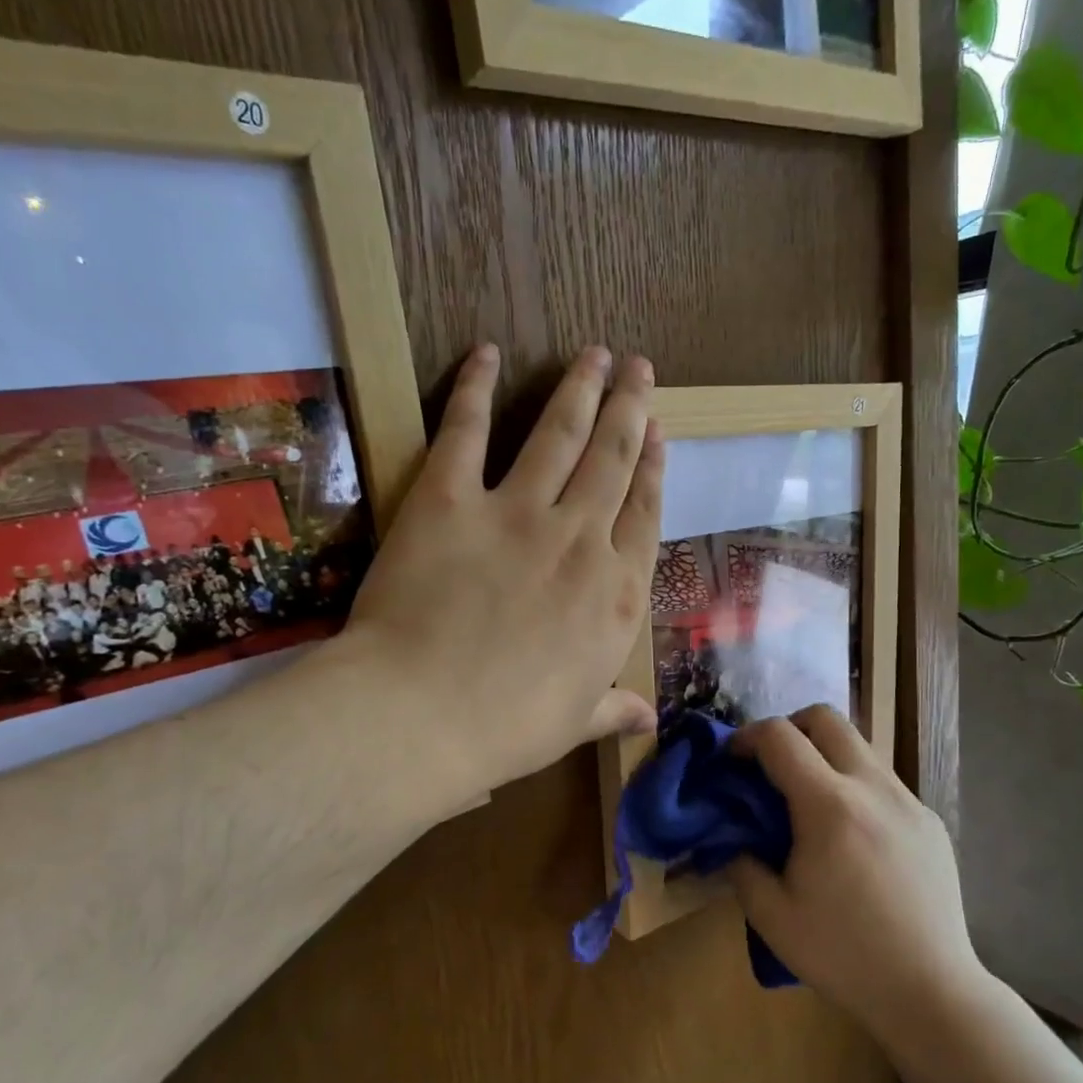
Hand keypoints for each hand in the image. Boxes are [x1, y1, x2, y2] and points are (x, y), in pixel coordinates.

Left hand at [339, 343, 662, 800]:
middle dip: (629, 407)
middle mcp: (580, 539)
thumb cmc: (508, 728)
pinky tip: (488, 354)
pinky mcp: (450, 500)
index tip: (658, 430)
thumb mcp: (574, 722)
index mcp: (616, 594)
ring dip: (580, 389)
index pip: (645, 513)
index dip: (654, 467)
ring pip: (560, 435)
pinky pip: (467, 432)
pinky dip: (476, 389)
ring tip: (595, 353)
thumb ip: (613, 708)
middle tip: (638, 366)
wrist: (423, 716)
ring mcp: (517, 513)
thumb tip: (646, 719)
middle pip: (613, 459)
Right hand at [726, 706, 979, 1041]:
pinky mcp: (930, 821)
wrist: (931, 992)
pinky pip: (883, 781)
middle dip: (789, 728)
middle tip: (771, 766)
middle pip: (826, 718)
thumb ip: (742, 864)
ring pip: (859, 746)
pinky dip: (855, 785)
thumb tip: (735, 836)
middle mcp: (873, 788)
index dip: (747, 737)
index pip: (780, 737)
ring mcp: (908, 801)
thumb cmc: (844, 955)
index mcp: (830, 806)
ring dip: (825, 755)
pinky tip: (851, 835)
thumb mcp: (772, 917)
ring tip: (810, 801)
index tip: (733, 759)